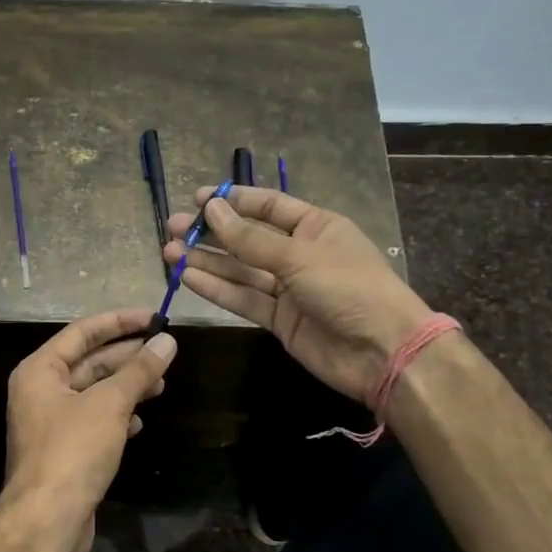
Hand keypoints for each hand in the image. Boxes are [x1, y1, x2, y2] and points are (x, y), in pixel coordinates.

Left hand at [2, 306, 175, 551]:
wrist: (46, 522)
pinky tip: (140, 422)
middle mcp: (40, 392)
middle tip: (165, 350)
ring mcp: (51, 424)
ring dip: (126, 387)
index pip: (82, 332)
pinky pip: (94, 422)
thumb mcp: (109, 404)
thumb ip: (138, 370)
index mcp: (40, 371)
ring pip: (94, 393)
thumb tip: (167, 341)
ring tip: (161, 384)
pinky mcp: (64, 452)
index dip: (119, 321)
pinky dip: (117, 417)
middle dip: (126, 356)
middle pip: (88, 362)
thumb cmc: (73, 451)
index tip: (155, 317)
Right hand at [163, 185, 432, 405]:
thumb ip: (251, 239)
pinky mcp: (279, 320)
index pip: (268, 206)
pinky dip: (217, 288)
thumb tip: (212, 210)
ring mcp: (289, 289)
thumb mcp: (299, 256)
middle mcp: (300, 254)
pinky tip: (188, 277)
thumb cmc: (348, 288)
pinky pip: (243, 298)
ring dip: (207, 261)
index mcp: (316, 227)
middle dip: (212, 233)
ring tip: (169, 251)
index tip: (197, 200)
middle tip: (173, 228)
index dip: (233, 201)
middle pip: (248, 239)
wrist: (382, 352)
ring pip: (241, 270)